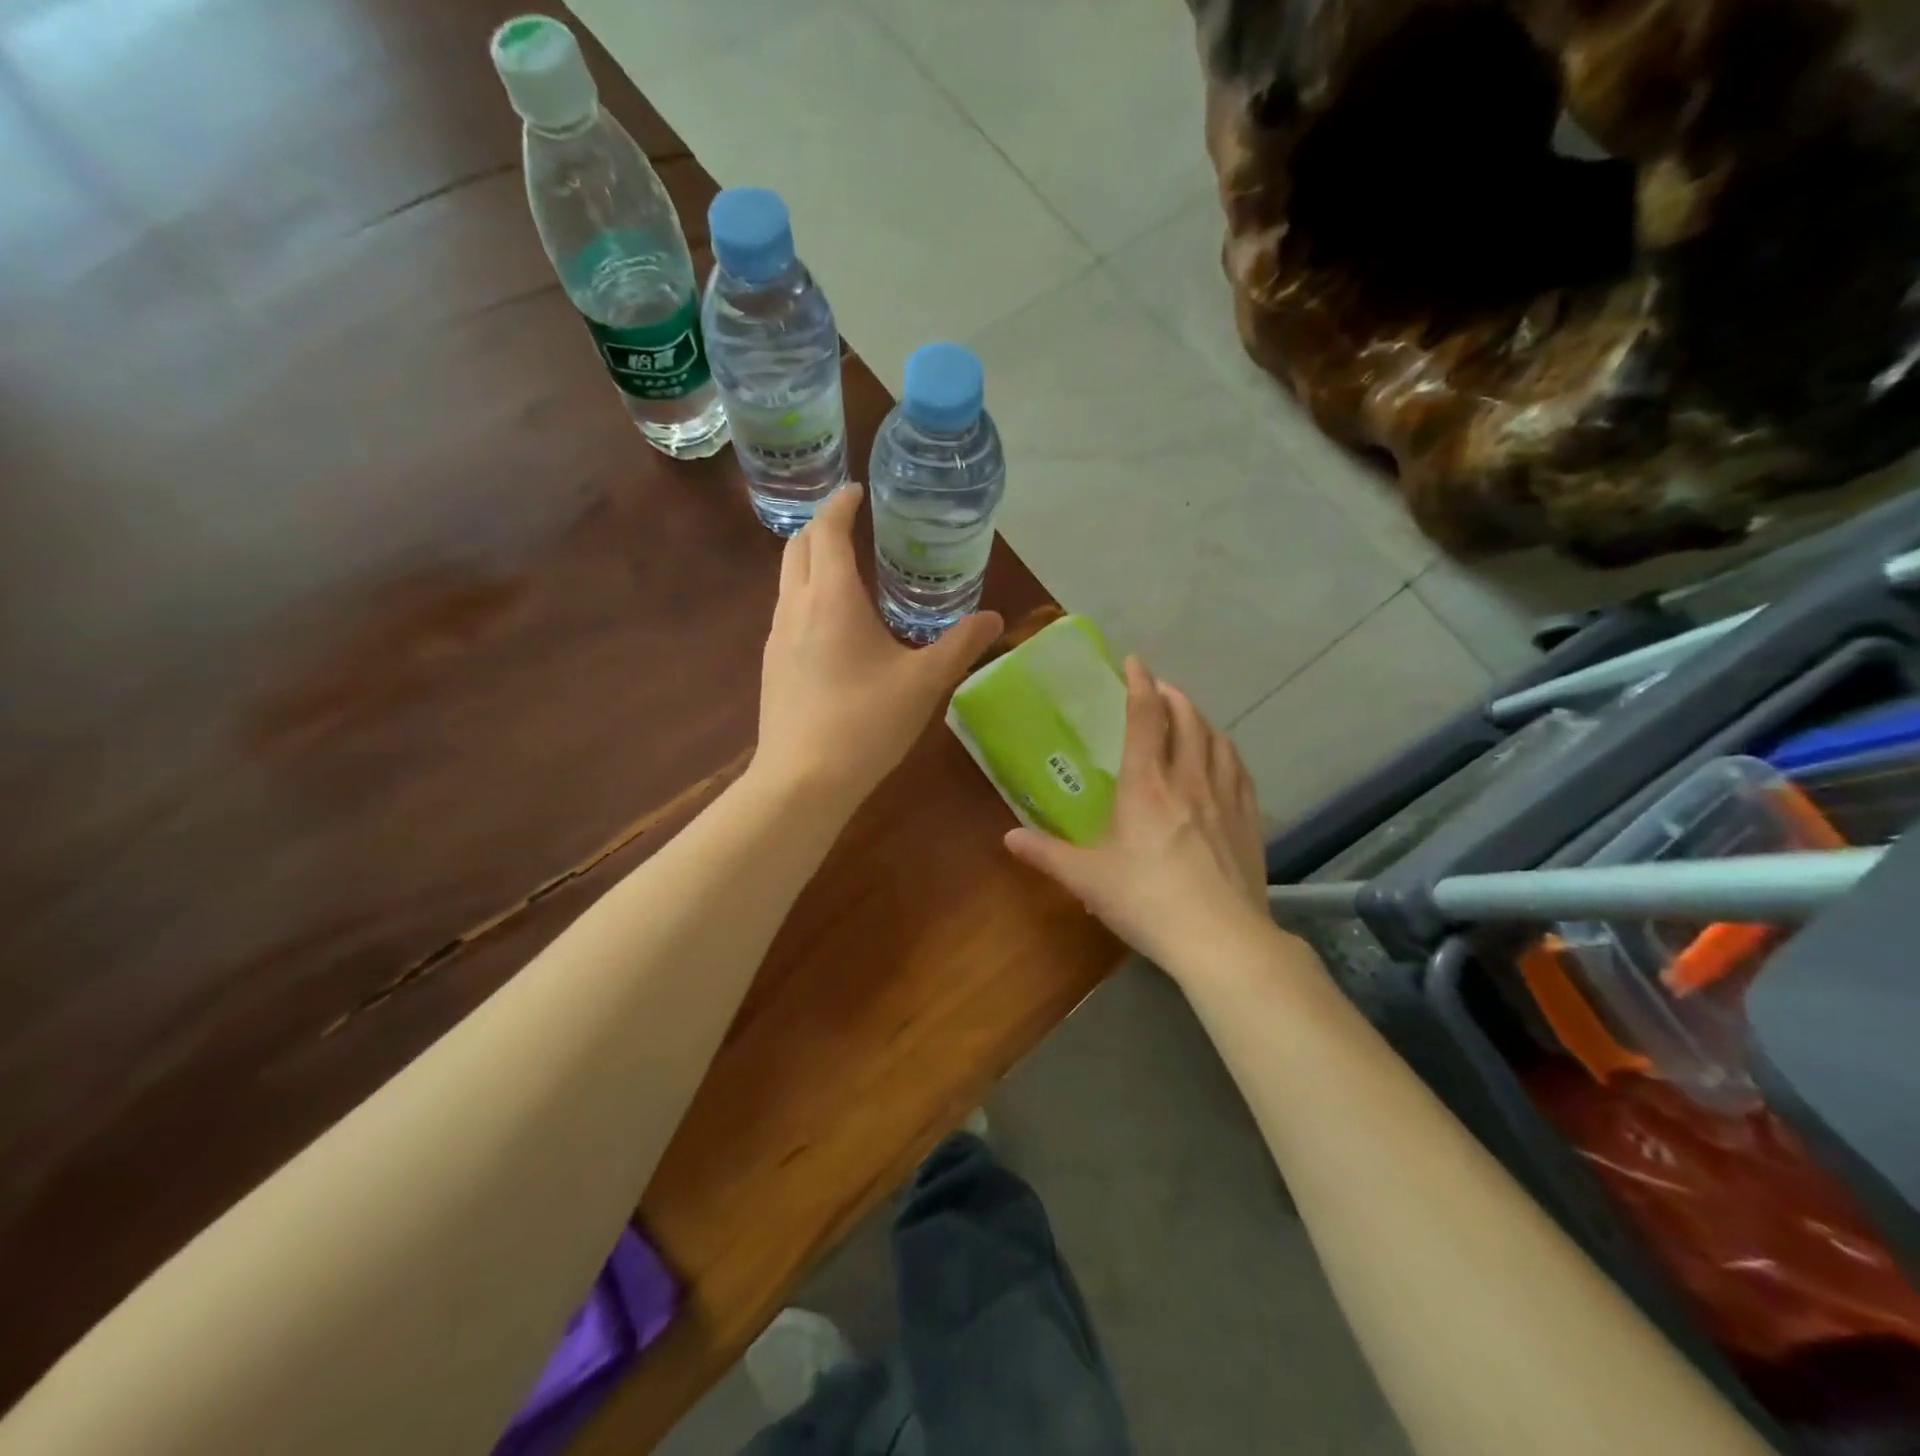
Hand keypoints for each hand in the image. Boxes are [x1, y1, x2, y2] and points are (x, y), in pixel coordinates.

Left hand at [753, 484, 1003, 812]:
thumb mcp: (924, 682)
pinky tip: (831, 623)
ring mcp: (775, 637)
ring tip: (845, 567)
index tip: (858, 492)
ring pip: (787, 579)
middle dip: (822, 525)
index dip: (842, 504)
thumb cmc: (865, 723)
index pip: (829, 530)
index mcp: (831, 598)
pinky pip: (786, 611)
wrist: (802, 780)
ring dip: (811, 560)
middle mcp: (795, 606)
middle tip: (852, 521)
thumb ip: (960, 646)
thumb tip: (994, 619)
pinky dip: (806, 594)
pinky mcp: (771, 665)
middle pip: (798, 546)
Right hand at [1004, 657, 1270, 972]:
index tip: (1134, 662)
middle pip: (1187, 719)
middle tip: (1159, 690)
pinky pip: (1240, 769)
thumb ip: (1046, 854)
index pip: (1145, 716)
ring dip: (1201, 719)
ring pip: (1217, 739)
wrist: (1220, 938)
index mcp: (1146, 783)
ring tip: (1190, 717)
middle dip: (1173, 696)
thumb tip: (1008, 837)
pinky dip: (1227, 751)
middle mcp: (1188, 778)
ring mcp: (1225, 797)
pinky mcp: (1250, 820)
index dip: (1139, 683)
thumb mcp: (1086, 878)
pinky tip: (1223, 757)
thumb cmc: (1145, 900)